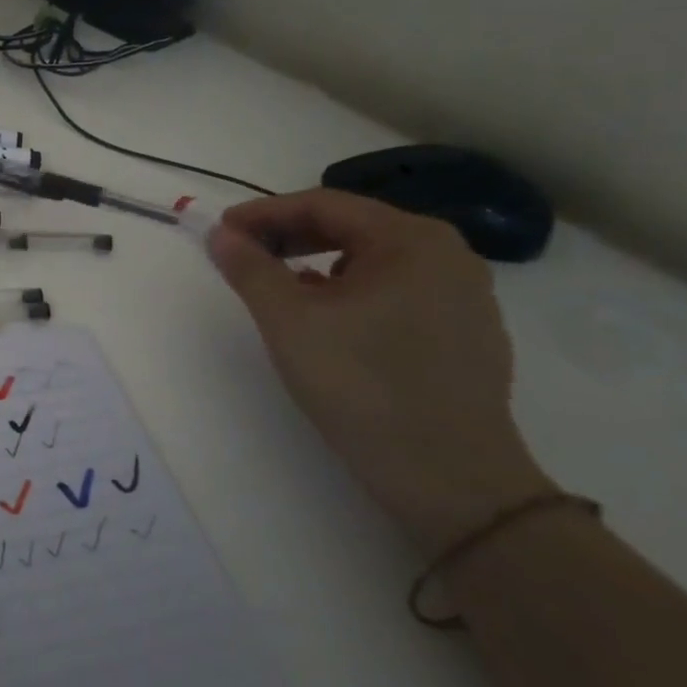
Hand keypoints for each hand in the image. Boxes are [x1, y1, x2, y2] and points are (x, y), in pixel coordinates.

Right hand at [205, 188, 553, 553]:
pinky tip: (327, 318)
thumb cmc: (362, 386)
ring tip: (278, 287)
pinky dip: (351, 292)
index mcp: (412, 240)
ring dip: (317, 264)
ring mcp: (465, 296)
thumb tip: (220, 234)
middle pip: (352, 228)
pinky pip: (396, 291)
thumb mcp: (289, 321)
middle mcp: (448, 255)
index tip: (220, 232)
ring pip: (373, 261)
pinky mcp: (467, 334)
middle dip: (289, 237)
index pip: (323, 205)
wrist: (450, 481)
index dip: (263, 214)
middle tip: (242, 256)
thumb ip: (249, 268)